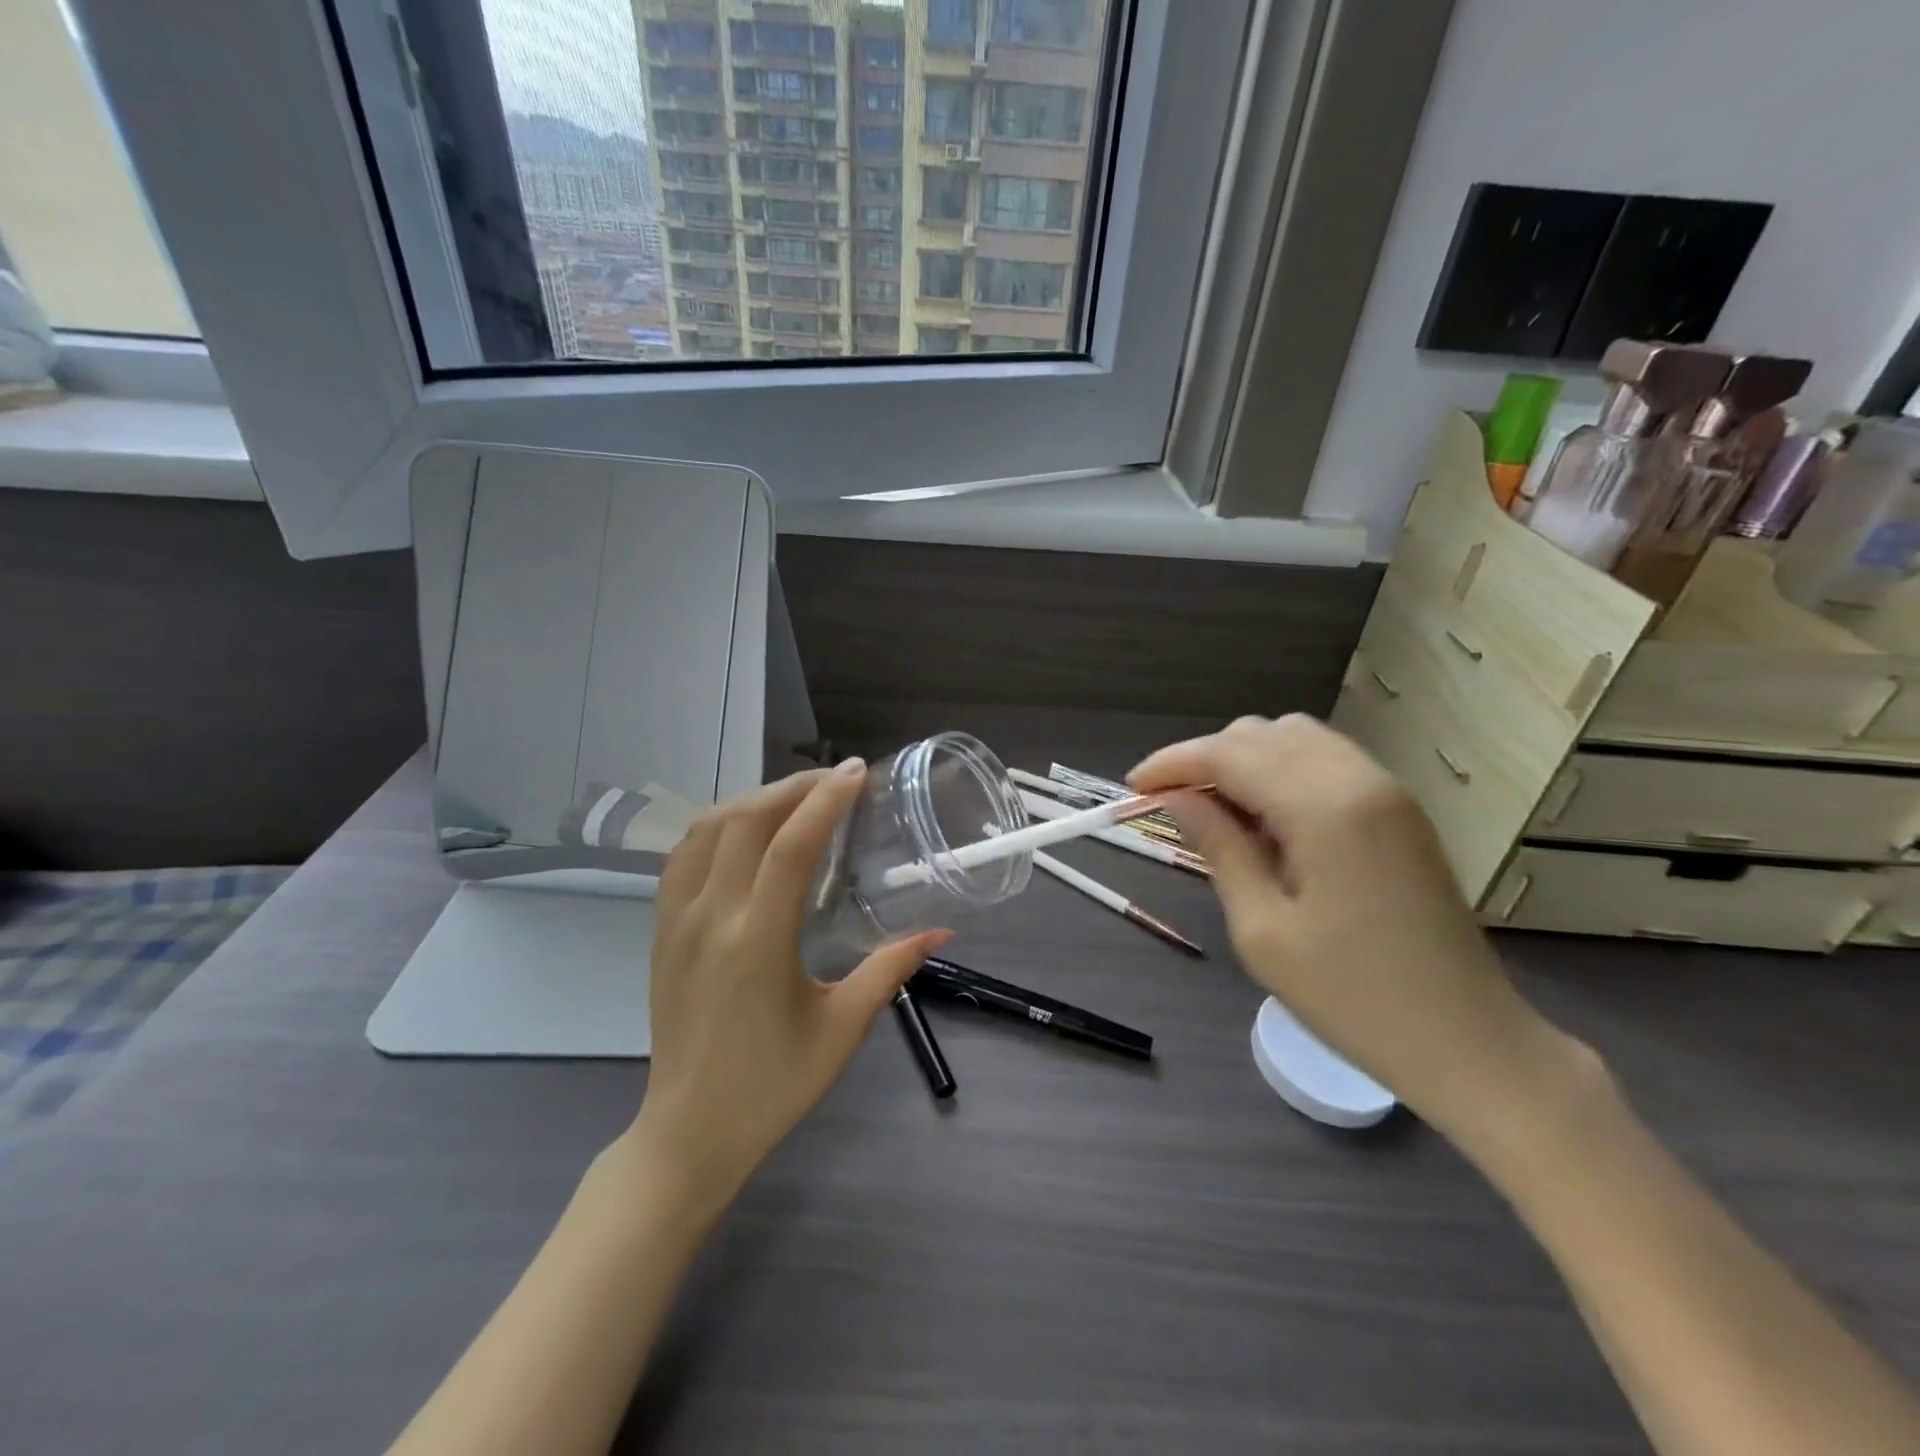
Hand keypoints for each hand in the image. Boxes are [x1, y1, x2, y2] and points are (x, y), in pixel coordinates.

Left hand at [626, 760, 950, 1217]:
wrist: (690, 1132)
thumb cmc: (774, 1085)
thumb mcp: (843, 1027)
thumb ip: (892, 968)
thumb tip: (942, 930)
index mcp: (758, 940)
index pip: (791, 845)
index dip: (826, 800)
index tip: (857, 772)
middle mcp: (711, 917)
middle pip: (746, 821)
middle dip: (793, 787)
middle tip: (835, 781)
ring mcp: (677, 921)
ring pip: (708, 829)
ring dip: (754, 800)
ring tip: (796, 798)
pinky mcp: (661, 930)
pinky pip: (683, 856)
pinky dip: (718, 826)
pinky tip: (745, 832)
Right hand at [1131, 715, 1584, 1141]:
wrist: (1470, 1041)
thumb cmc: (1353, 998)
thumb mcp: (1262, 929)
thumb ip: (1218, 847)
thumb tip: (1176, 798)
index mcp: (1324, 808)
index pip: (1229, 754)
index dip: (1172, 763)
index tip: (1133, 788)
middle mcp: (1359, 778)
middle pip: (1261, 734)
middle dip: (1205, 759)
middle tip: (1170, 806)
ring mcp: (1387, 789)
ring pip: (1295, 738)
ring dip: (1244, 761)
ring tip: (1214, 810)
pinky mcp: (1399, 808)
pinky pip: (1325, 761)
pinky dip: (1282, 771)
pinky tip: (1265, 817)